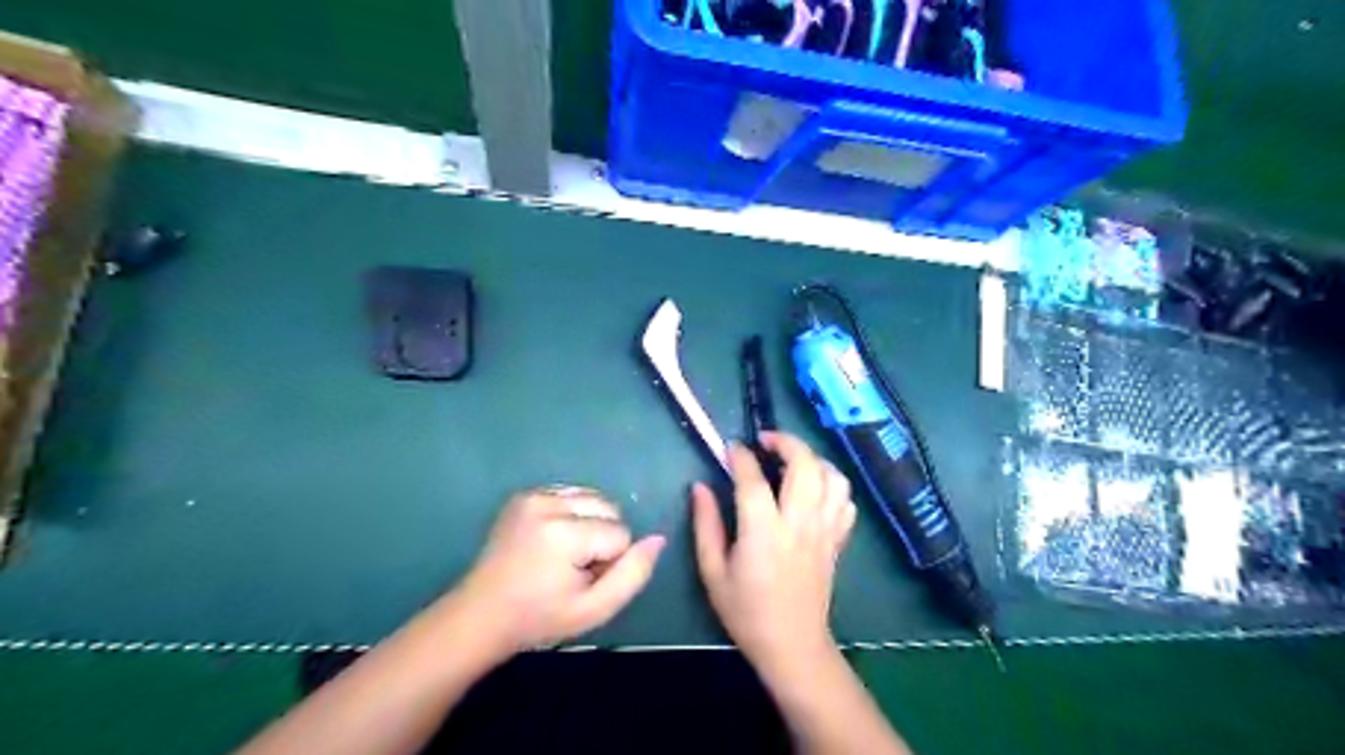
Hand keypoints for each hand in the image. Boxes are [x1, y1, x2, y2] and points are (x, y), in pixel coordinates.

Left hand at [453, 490, 663, 655]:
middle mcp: (547, 504)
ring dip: (589, 523)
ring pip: (592, 498)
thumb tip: (658, 538)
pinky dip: (572, 514)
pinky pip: (570, 494)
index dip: (610, 561)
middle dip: (603, 536)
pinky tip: (552, 540)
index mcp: (563, 533)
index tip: (583, 582)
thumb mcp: (594, 610)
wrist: (481, 615)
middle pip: (609, 507)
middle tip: (574, 568)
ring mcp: (532, 495)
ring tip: (562, 554)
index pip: (621, 533)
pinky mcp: (523, 495)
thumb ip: (633, 574)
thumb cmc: (539, 618)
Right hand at [688, 433, 856, 673]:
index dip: (740, 456)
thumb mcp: (712, 571)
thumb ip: (706, 525)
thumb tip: (700, 487)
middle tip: (765, 441)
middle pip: (805, 465)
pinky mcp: (838, 540)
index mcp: (764, 533)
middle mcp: (800, 524)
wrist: (793, 645)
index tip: (730, 447)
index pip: (753, 479)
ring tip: (792, 461)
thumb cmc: (746, 611)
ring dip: (813, 459)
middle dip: (786, 442)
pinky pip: (845, 500)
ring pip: (833, 477)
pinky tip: (813, 489)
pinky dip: (832, 484)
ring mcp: (825, 531)